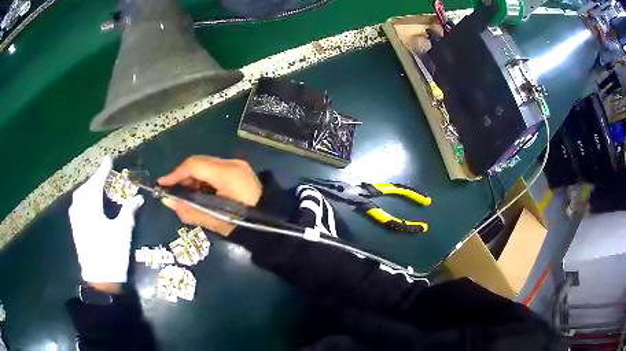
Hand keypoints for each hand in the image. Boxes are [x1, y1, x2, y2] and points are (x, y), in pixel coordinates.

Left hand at [69, 156, 143, 284]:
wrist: (100, 280)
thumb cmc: (112, 255)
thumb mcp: (123, 232)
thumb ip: (128, 211)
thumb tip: (138, 197)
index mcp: (92, 210)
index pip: (96, 184)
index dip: (103, 171)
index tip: (109, 159)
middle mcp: (81, 212)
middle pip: (85, 189)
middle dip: (94, 179)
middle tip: (104, 174)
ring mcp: (76, 221)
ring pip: (79, 197)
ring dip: (87, 188)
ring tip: (96, 186)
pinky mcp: (76, 229)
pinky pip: (76, 206)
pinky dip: (82, 199)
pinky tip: (88, 203)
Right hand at [158, 156, 262, 235]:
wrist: (272, 223)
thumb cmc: (243, 225)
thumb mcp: (214, 221)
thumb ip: (189, 210)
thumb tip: (167, 201)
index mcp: (227, 174)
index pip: (194, 165)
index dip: (175, 174)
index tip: (161, 184)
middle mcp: (232, 164)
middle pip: (199, 162)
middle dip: (183, 176)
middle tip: (173, 191)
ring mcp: (238, 165)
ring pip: (207, 165)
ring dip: (193, 178)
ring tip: (186, 195)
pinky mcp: (240, 169)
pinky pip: (215, 169)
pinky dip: (204, 179)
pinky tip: (201, 193)